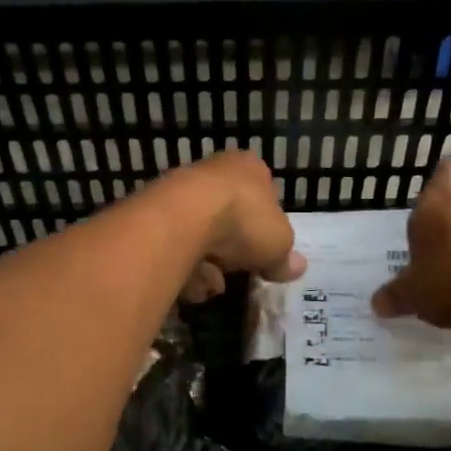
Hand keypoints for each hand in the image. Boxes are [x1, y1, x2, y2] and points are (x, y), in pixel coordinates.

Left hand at [158, 151, 305, 303]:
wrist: (183, 217)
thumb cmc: (243, 220)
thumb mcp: (279, 243)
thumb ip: (285, 257)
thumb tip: (295, 267)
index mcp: (249, 167)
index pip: (263, 192)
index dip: (266, 225)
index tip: (265, 250)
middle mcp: (213, 171)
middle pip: (229, 217)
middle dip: (232, 250)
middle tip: (237, 269)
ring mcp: (181, 190)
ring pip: (200, 235)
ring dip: (207, 264)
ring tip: (211, 283)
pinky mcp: (155, 214)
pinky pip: (176, 247)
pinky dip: (184, 267)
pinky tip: (189, 283)